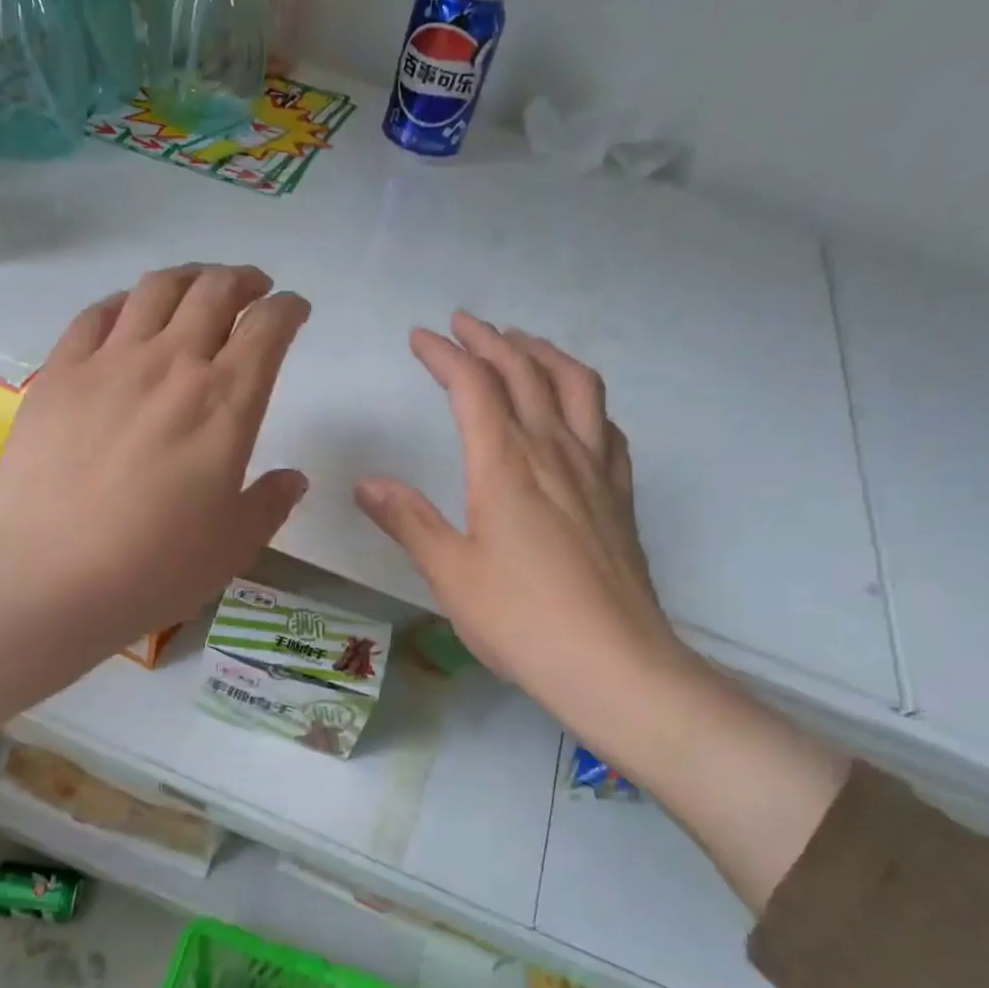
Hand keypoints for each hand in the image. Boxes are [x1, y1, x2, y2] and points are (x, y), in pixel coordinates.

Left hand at [0, 264, 309, 782]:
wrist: (47, 576)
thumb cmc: (154, 567)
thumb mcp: (233, 546)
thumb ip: (270, 504)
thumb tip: (293, 478)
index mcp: (226, 403)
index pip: (268, 329)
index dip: (288, 309)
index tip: (295, 310)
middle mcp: (171, 364)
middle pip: (214, 291)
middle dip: (242, 280)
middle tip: (252, 289)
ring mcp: (109, 363)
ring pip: (155, 289)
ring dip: (188, 277)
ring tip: (197, 287)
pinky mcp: (58, 373)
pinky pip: (96, 314)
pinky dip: (124, 302)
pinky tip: (128, 313)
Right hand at [356, 312, 849, 910]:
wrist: (613, 663)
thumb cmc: (520, 620)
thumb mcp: (450, 573)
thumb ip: (409, 521)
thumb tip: (368, 483)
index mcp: (506, 465)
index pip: (475, 387)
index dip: (446, 355)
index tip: (421, 338)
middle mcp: (555, 452)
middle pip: (526, 373)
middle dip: (491, 340)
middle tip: (465, 324)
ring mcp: (596, 471)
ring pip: (577, 387)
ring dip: (545, 355)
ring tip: (522, 344)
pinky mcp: (620, 496)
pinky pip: (608, 428)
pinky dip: (587, 401)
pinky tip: (578, 411)